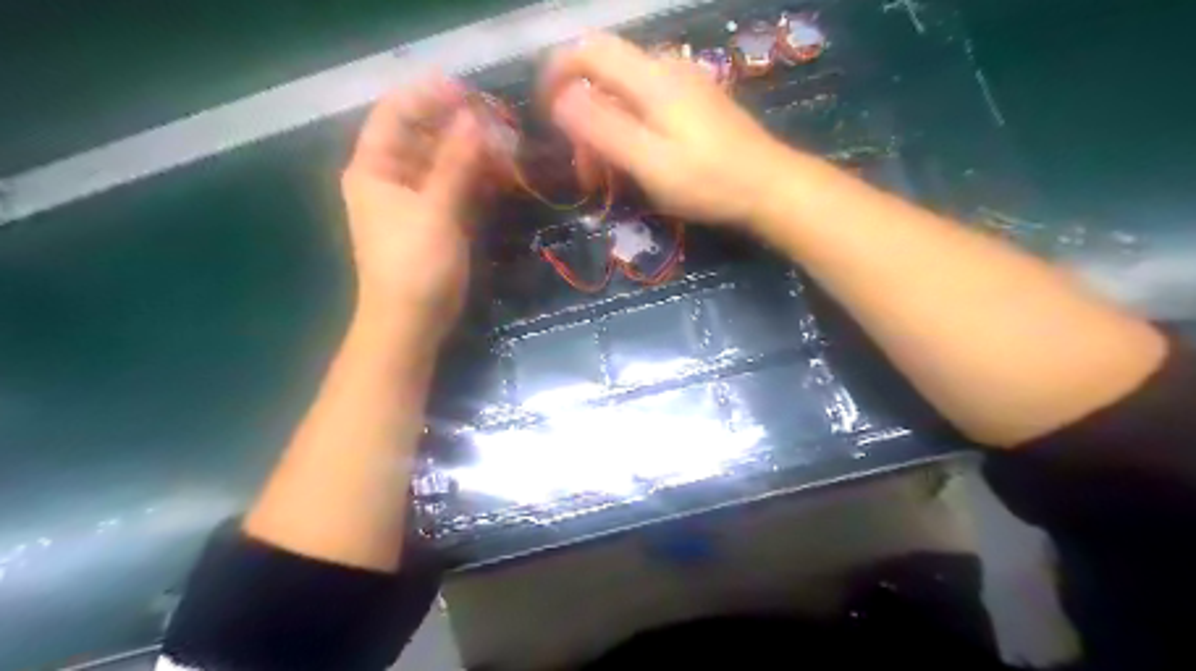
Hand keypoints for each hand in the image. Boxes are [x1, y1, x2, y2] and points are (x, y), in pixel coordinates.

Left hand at [340, 79, 480, 339]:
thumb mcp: (436, 210)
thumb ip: (456, 163)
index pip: (395, 114)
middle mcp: (391, 177)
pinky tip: (502, 174)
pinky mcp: (437, 220)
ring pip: (444, 163)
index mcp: (374, 168)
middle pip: (424, 136)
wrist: (411, 322)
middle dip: (459, 127)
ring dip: (473, 153)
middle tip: (498, 121)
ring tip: (508, 146)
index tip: (468, 90)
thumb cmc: (414, 264)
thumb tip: (476, 120)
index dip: (428, 96)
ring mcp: (415, 200)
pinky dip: (477, 180)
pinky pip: (456, 188)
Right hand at [547, 34, 797, 226]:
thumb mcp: (650, 162)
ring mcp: (683, 85)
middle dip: (583, 120)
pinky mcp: (694, 103)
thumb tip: (560, 99)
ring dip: (604, 132)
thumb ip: (603, 129)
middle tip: (584, 173)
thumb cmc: (709, 181)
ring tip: (606, 179)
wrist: (771, 188)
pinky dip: (627, 132)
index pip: (589, 51)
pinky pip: (646, 107)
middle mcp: (666, 69)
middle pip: (605, 77)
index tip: (544, 114)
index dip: (558, 74)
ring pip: (624, 96)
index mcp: (652, 78)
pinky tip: (634, 165)